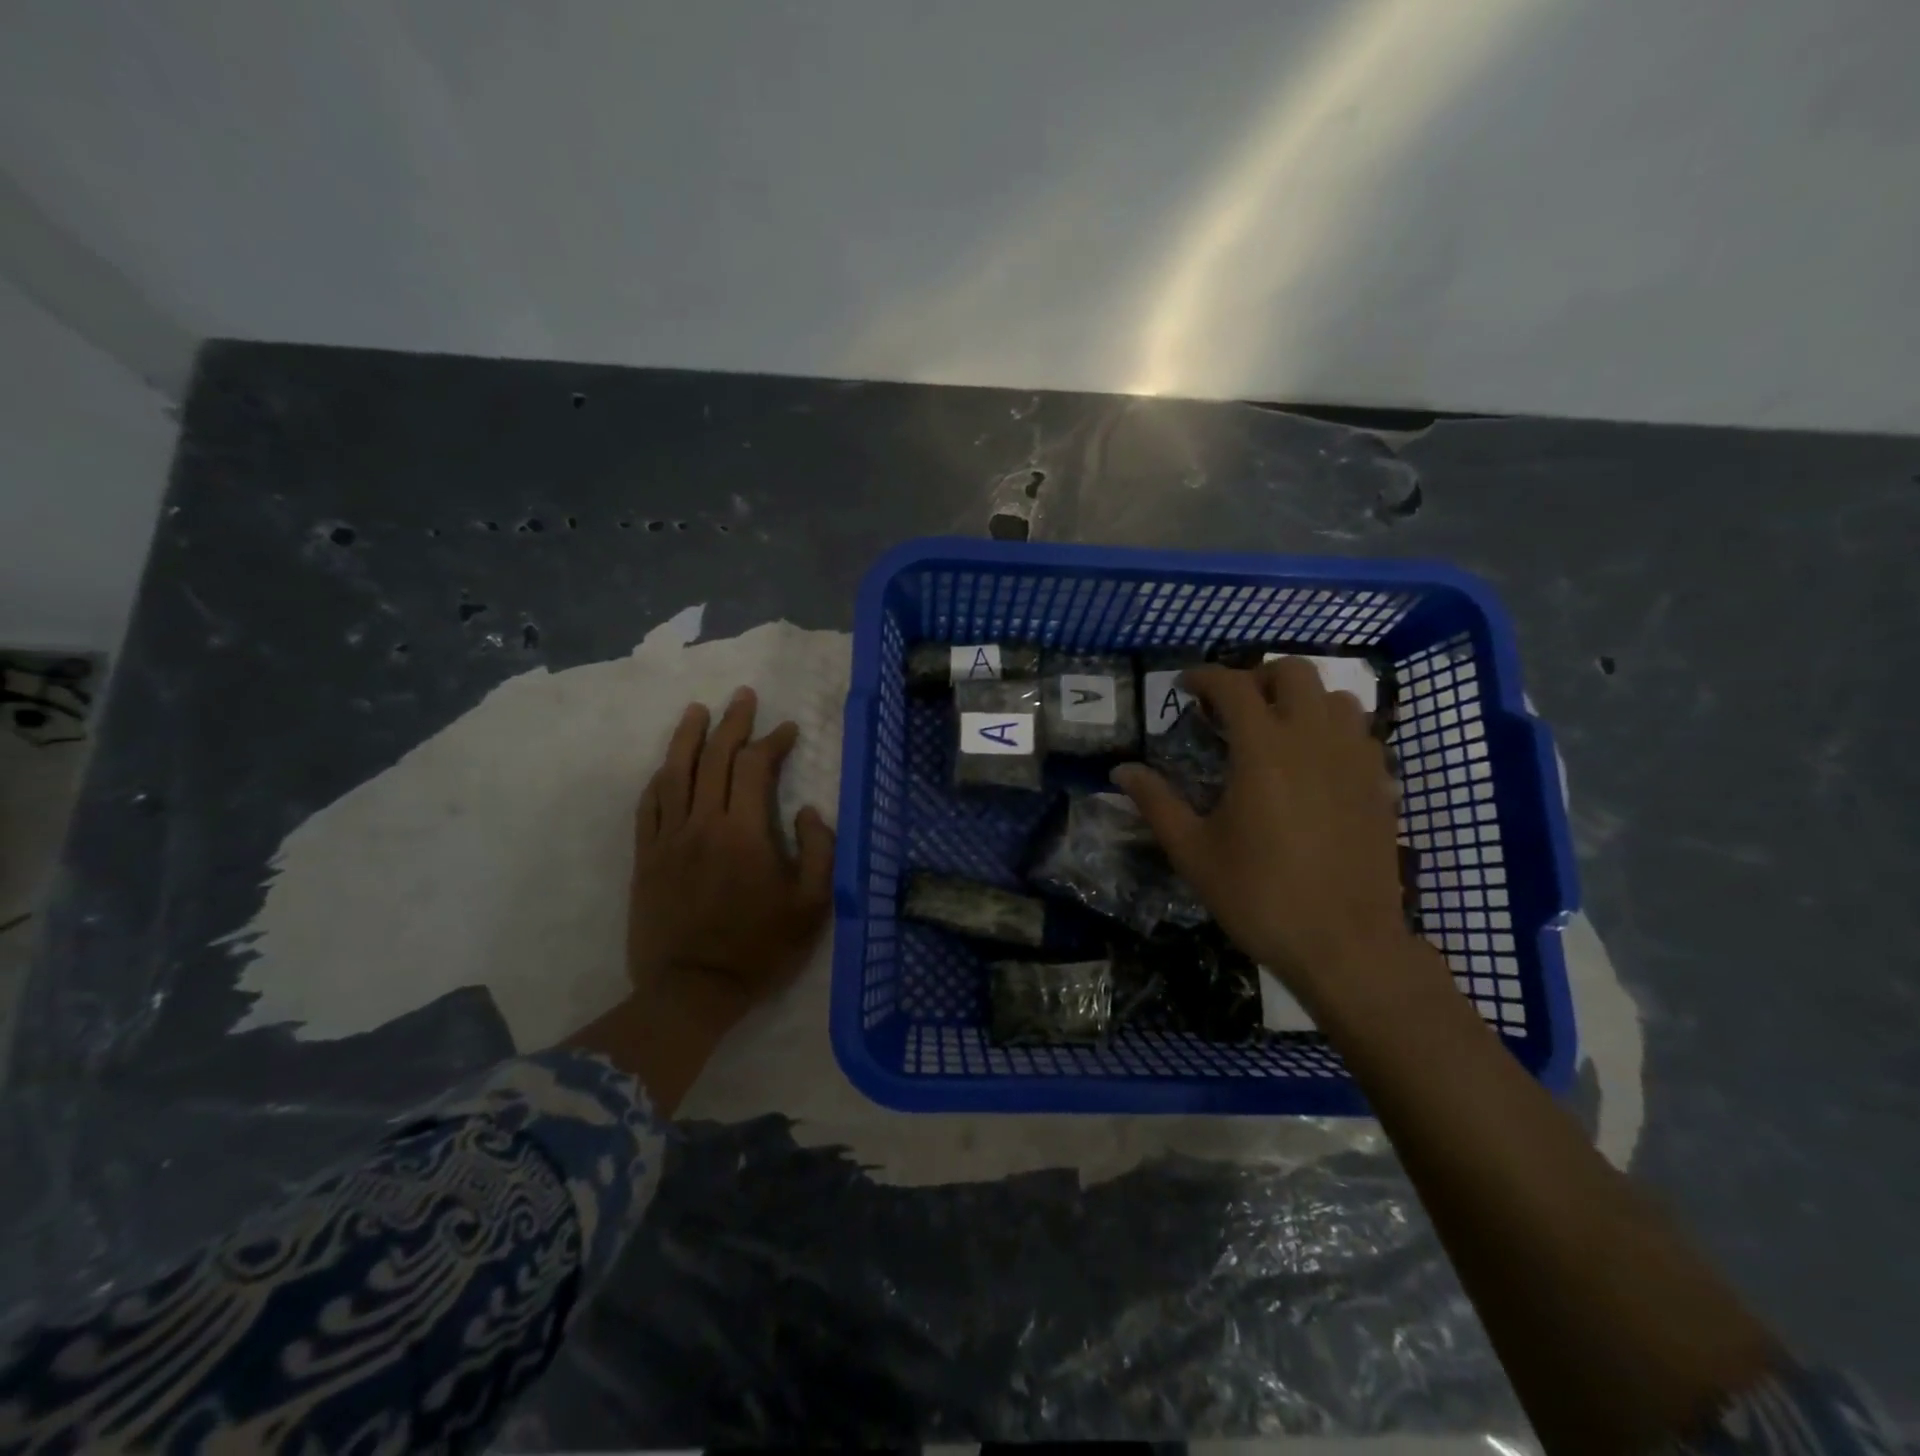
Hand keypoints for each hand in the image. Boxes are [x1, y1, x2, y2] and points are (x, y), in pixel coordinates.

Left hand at [568, 687, 833, 1108]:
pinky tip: (666, 765)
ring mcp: (668, 839)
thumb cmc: (760, 949)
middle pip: (713, 758)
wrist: (692, 990)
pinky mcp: (646, 858)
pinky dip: (659, 778)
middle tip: (743, 697)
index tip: (788, 730)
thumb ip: (819, 851)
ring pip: (675, 773)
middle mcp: (703, 824)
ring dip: (688, 737)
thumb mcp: (812, 907)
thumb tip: (807, 811)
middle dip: (732, 722)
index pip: (754, 767)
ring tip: (698, 710)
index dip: (773, 741)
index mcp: (745, 832)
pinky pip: (648, 806)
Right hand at [1111, 659, 1405, 1000]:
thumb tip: (1121, 771)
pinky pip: (1361, 732)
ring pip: (1335, 697)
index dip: (1205, 677)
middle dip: (1257, 677)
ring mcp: (1355, 759)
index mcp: (1263, 749)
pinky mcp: (1380, 784)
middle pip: (1294, 672)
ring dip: (1301, 700)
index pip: (1234, 685)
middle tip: (1232, 709)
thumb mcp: (1193, 852)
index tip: (1185, 688)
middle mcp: (1313, 739)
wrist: (1344, 944)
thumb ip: (1156, 802)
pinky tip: (1314, 764)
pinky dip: (1333, 729)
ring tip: (1276, 730)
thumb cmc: (1259, 896)